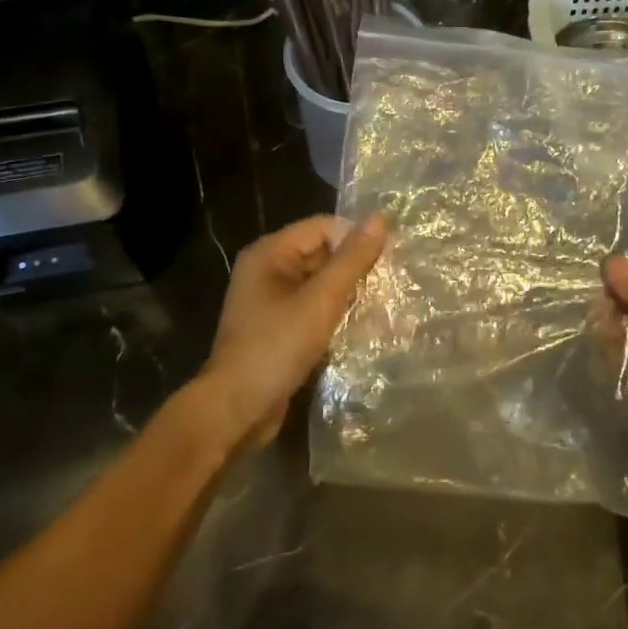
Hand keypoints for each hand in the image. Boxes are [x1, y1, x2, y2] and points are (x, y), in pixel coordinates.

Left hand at [194, 213, 387, 448]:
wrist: (236, 410)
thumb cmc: (276, 347)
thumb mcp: (320, 301)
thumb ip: (352, 260)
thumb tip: (380, 218)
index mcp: (270, 253)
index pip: (324, 227)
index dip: (356, 238)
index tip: (389, 260)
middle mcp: (268, 270)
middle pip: (322, 253)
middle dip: (355, 268)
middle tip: (391, 285)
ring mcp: (271, 302)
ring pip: (321, 284)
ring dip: (349, 294)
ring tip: (383, 306)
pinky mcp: (279, 329)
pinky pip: (314, 309)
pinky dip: (336, 315)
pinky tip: (362, 328)